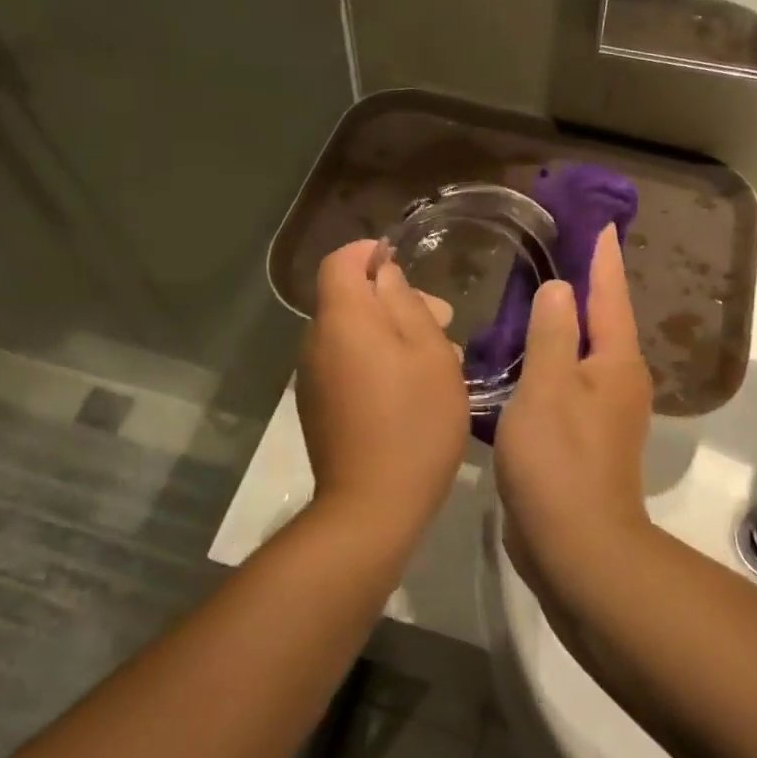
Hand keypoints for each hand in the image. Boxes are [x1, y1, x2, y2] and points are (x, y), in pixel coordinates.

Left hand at [297, 240, 468, 528]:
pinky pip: (346, 364)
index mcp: (342, 318)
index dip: (369, 253)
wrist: (373, 504)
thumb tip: (385, 275)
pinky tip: (411, 389)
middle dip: (393, 299)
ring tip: (438, 358)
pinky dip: (375, 360)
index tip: (404, 260)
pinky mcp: (318, 407)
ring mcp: (313, 377)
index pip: (340, 262)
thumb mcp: (429, 353)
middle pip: (348, 299)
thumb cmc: (414, 420)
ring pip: (351, 334)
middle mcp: (316, 341)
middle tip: (443, 322)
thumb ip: (406, 304)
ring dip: (390, 333)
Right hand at [494, 226, 652, 594]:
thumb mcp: (548, 387)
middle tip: (557, 251)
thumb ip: (552, 333)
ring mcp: (601, 412)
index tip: (602, 223)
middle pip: (603, 321)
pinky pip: (566, 381)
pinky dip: (549, 359)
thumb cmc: (560, 459)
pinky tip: (521, 356)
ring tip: (533, 295)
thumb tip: (561, 289)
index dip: (604, 258)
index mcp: (616, 362)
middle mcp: (617, 381)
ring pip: (582, 352)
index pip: (611, 295)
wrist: (576, 546)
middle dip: (586, 286)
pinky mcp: (581, 437)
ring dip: (564, 324)